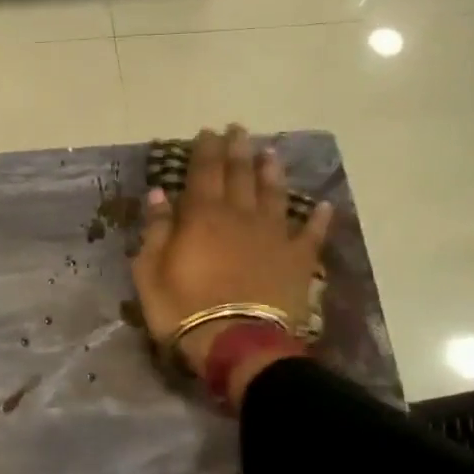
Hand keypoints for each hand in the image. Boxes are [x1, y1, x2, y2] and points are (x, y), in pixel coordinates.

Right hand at [132, 125, 330, 382]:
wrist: (237, 343)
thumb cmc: (183, 309)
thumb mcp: (150, 272)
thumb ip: (156, 230)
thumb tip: (159, 194)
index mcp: (202, 216)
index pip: (204, 172)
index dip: (205, 150)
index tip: (207, 132)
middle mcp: (241, 216)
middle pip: (240, 175)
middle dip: (237, 150)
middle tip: (238, 130)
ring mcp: (274, 236)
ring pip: (274, 194)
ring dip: (271, 172)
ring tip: (270, 153)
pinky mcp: (297, 259)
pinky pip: (311, 233)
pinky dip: (318, 218)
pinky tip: (323, 206)